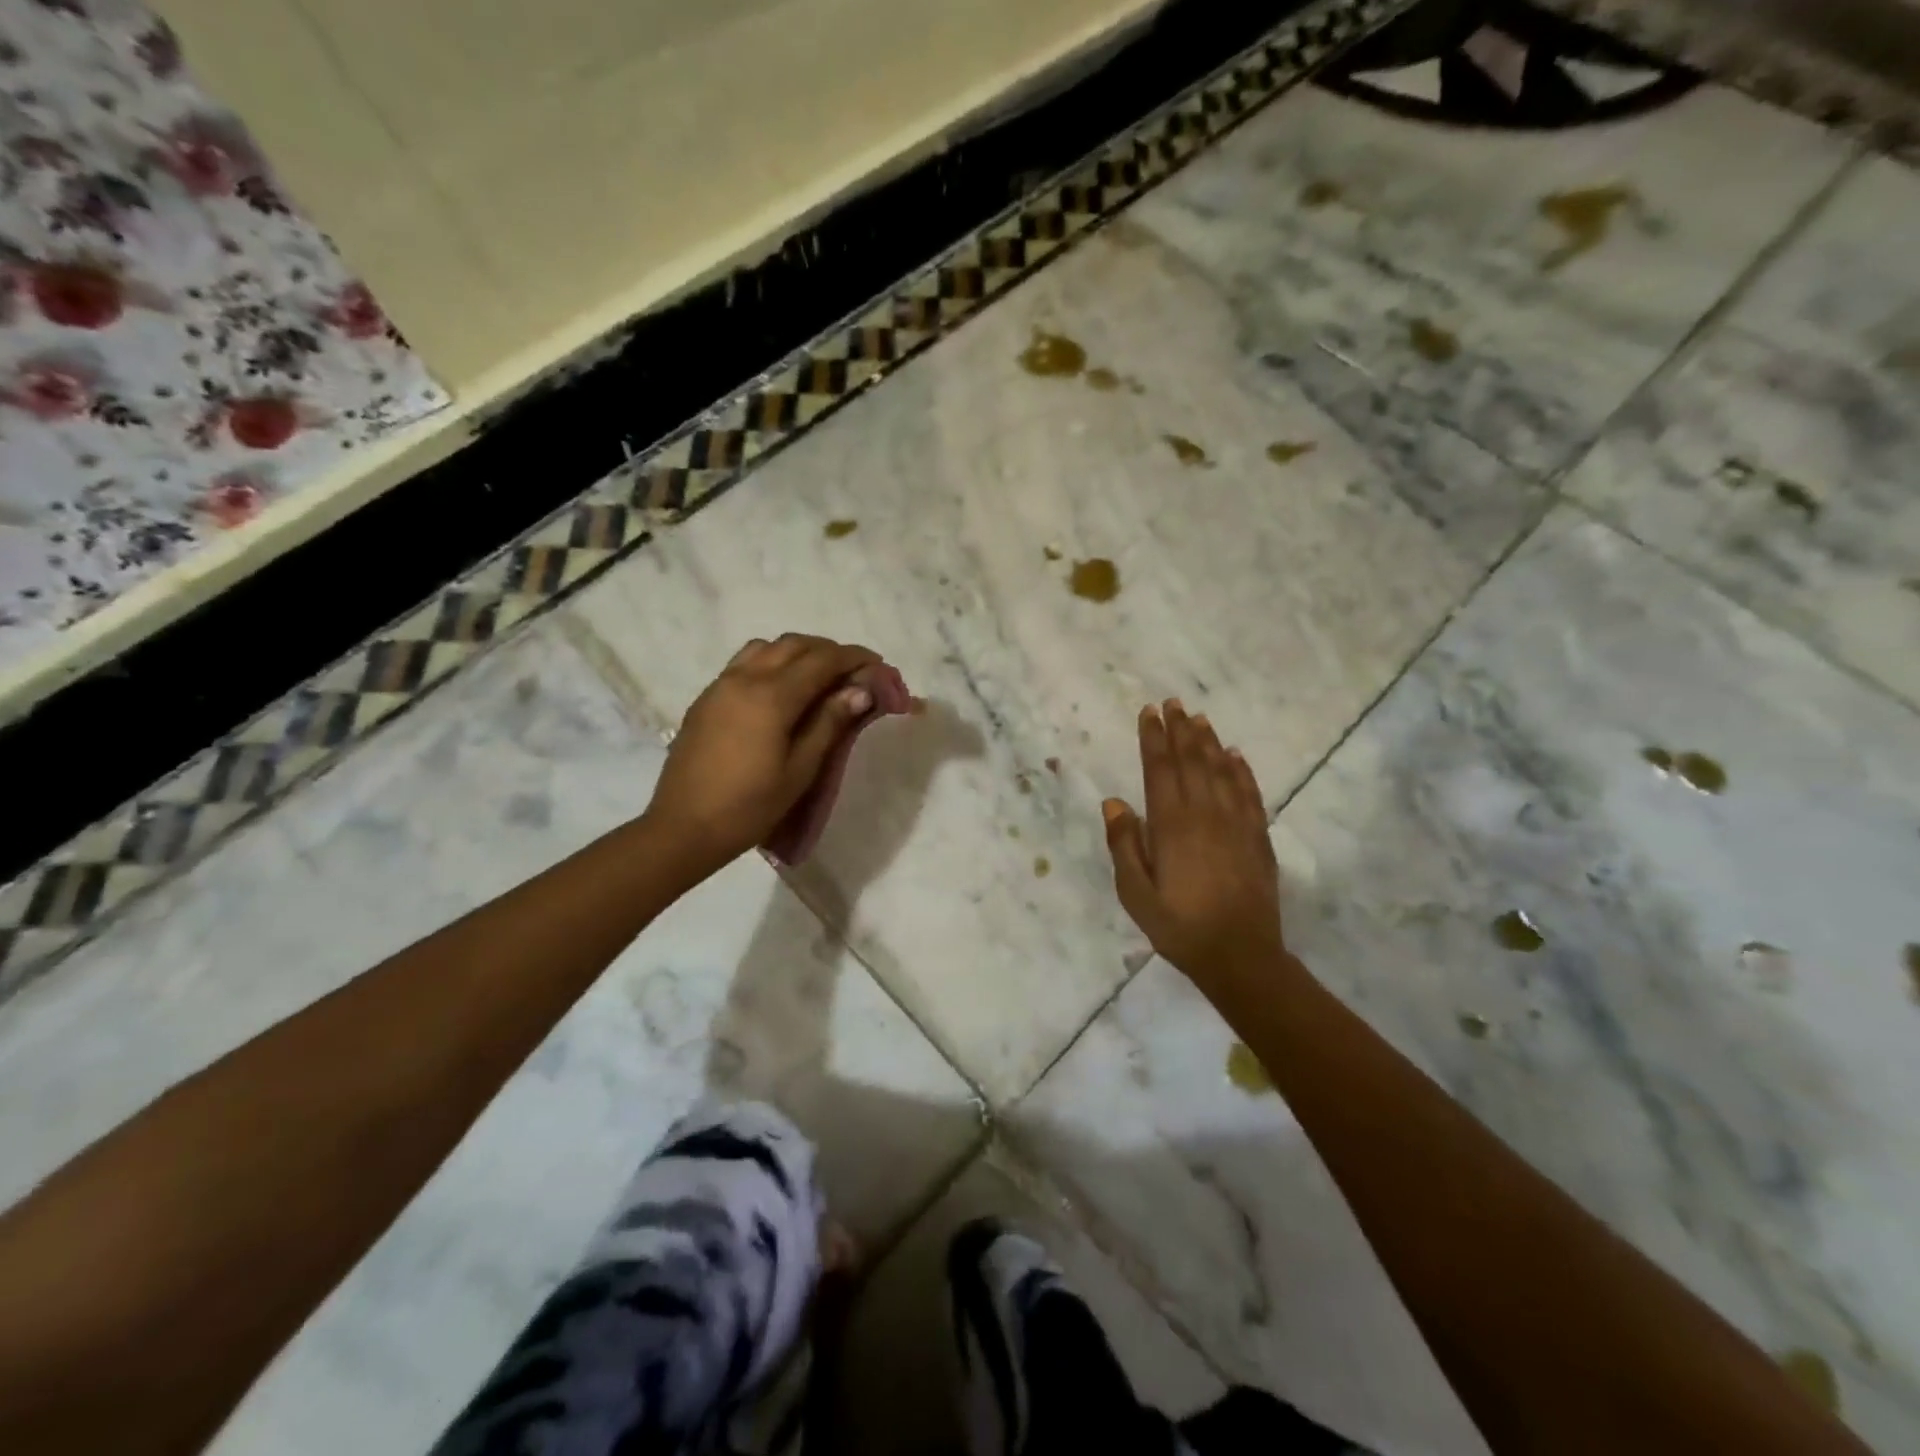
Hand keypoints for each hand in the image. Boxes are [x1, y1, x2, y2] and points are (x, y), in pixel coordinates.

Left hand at [645, 634, 880, 874]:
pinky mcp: (706, 698)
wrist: (683, 828)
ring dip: (797, 652)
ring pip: (766, 648)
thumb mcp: (800, 769)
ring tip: (817, 677)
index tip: (877, 665)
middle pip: (794, 645)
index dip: (854, 658)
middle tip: (852, 672)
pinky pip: (744, 663)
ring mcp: (720, 685)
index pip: (822, 660)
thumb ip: (829, 722)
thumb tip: (859, 690)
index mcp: (772, 695)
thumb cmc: (750, 806)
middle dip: (828, 651)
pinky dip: (771, 662)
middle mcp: (744, 678)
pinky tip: (781, 691)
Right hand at [1103, 700, 1285, 988]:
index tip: (1149, 712)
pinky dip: (1241, 770)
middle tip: (1173, 703)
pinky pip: (1249, 793)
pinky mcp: (1258, 837)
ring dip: (1208, 742)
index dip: (1153, 738)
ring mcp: (1236, 823)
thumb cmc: (1179, 926)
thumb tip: (1114, 802)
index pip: (1160, 769)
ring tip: (1199, 718)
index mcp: (1171, 825)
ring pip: (1221, 771)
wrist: (1240, 955)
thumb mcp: (1135, 893)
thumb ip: (1124, 845)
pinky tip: (1236, 756)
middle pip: (1191, 761)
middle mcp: (1205, 814)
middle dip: (1180, 730)